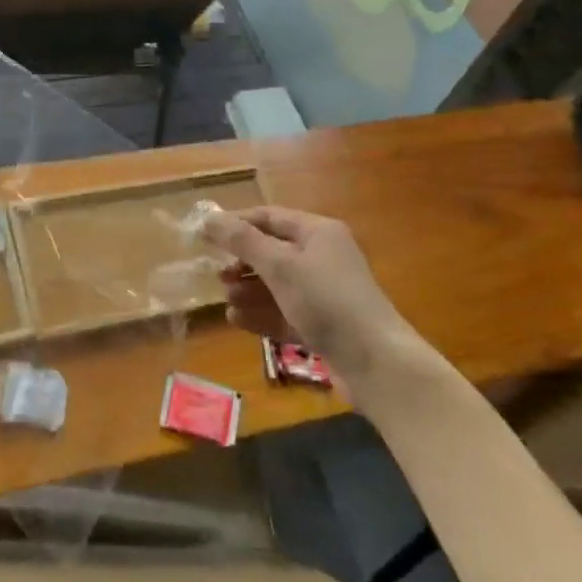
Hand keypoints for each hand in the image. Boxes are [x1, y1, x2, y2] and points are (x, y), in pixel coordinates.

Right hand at [202, 206, 441, 390]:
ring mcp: (324, 293)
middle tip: (216, 274)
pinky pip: (284, 312)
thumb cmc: (326, 300)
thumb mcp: (280, 265)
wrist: (377, 364)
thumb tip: (208, 218)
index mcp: (318, 232)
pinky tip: (238, 320)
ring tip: (226, 299)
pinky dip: (261, 314)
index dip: (236, 223)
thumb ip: (242, 240)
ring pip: (277, 284)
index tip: (204, 236)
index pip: (269, 217)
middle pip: (272, 251)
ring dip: (249, 290)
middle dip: (242, 262)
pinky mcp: (323, 325)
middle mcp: (322, 257)